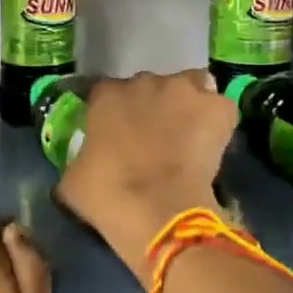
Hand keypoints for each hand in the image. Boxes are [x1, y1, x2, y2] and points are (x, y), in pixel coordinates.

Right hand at [54, 69, 237, 280]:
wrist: (159, 210)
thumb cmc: (108, 195)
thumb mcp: (72, 180)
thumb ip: (78, 160)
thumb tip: (81, 165)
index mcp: (105, 95)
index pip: (106, 93)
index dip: (114, 114)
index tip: (117, 137)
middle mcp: (144, 82)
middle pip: (150, 88)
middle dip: (152, 108)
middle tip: (155, 141)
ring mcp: (184, 90)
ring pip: (190, 88)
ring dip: (187, 106)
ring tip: (189, 137)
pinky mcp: (218, 107)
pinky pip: (220, 109)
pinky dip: (217, 122)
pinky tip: (213, 146)